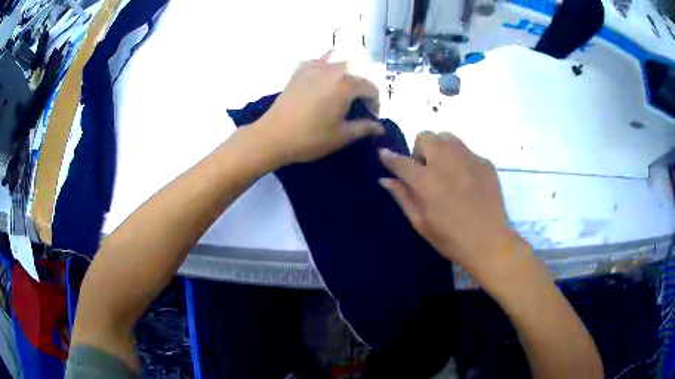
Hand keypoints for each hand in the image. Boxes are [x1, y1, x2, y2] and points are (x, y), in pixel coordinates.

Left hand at [256, 53, 383, 165]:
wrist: (273, 136)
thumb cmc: (310, 138)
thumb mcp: (342, 135)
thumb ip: (365, 128)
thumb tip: (380, 127)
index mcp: (346, 84)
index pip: (371, 88)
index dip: (376, 103)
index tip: (371, 117)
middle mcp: (333, 69)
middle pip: (357, 73)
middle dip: (363, 89)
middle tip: (359, 106)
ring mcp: (315, 66)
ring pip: (340, 63)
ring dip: (348, 75)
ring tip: (344, 91)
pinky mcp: (300, 69)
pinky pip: (321, 60)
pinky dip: (329, 65)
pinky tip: (326, 76)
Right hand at [378, 131, 531, 287]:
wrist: (490, 242)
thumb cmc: (451, 238)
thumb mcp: (421, 223)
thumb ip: (402, 197)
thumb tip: (385, 179)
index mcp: (426, 181)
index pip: (401, 161)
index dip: (389, 157)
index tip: (383, 154)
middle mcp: (446, 161)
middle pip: (425, 137)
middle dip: (420, 150)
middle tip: (426, 171)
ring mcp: (469, 158)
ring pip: (447, 137)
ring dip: (440, 149)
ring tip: (446, 171)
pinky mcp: (485, 162)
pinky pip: (467, 151)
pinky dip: (461, 160)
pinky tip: (467, 181)